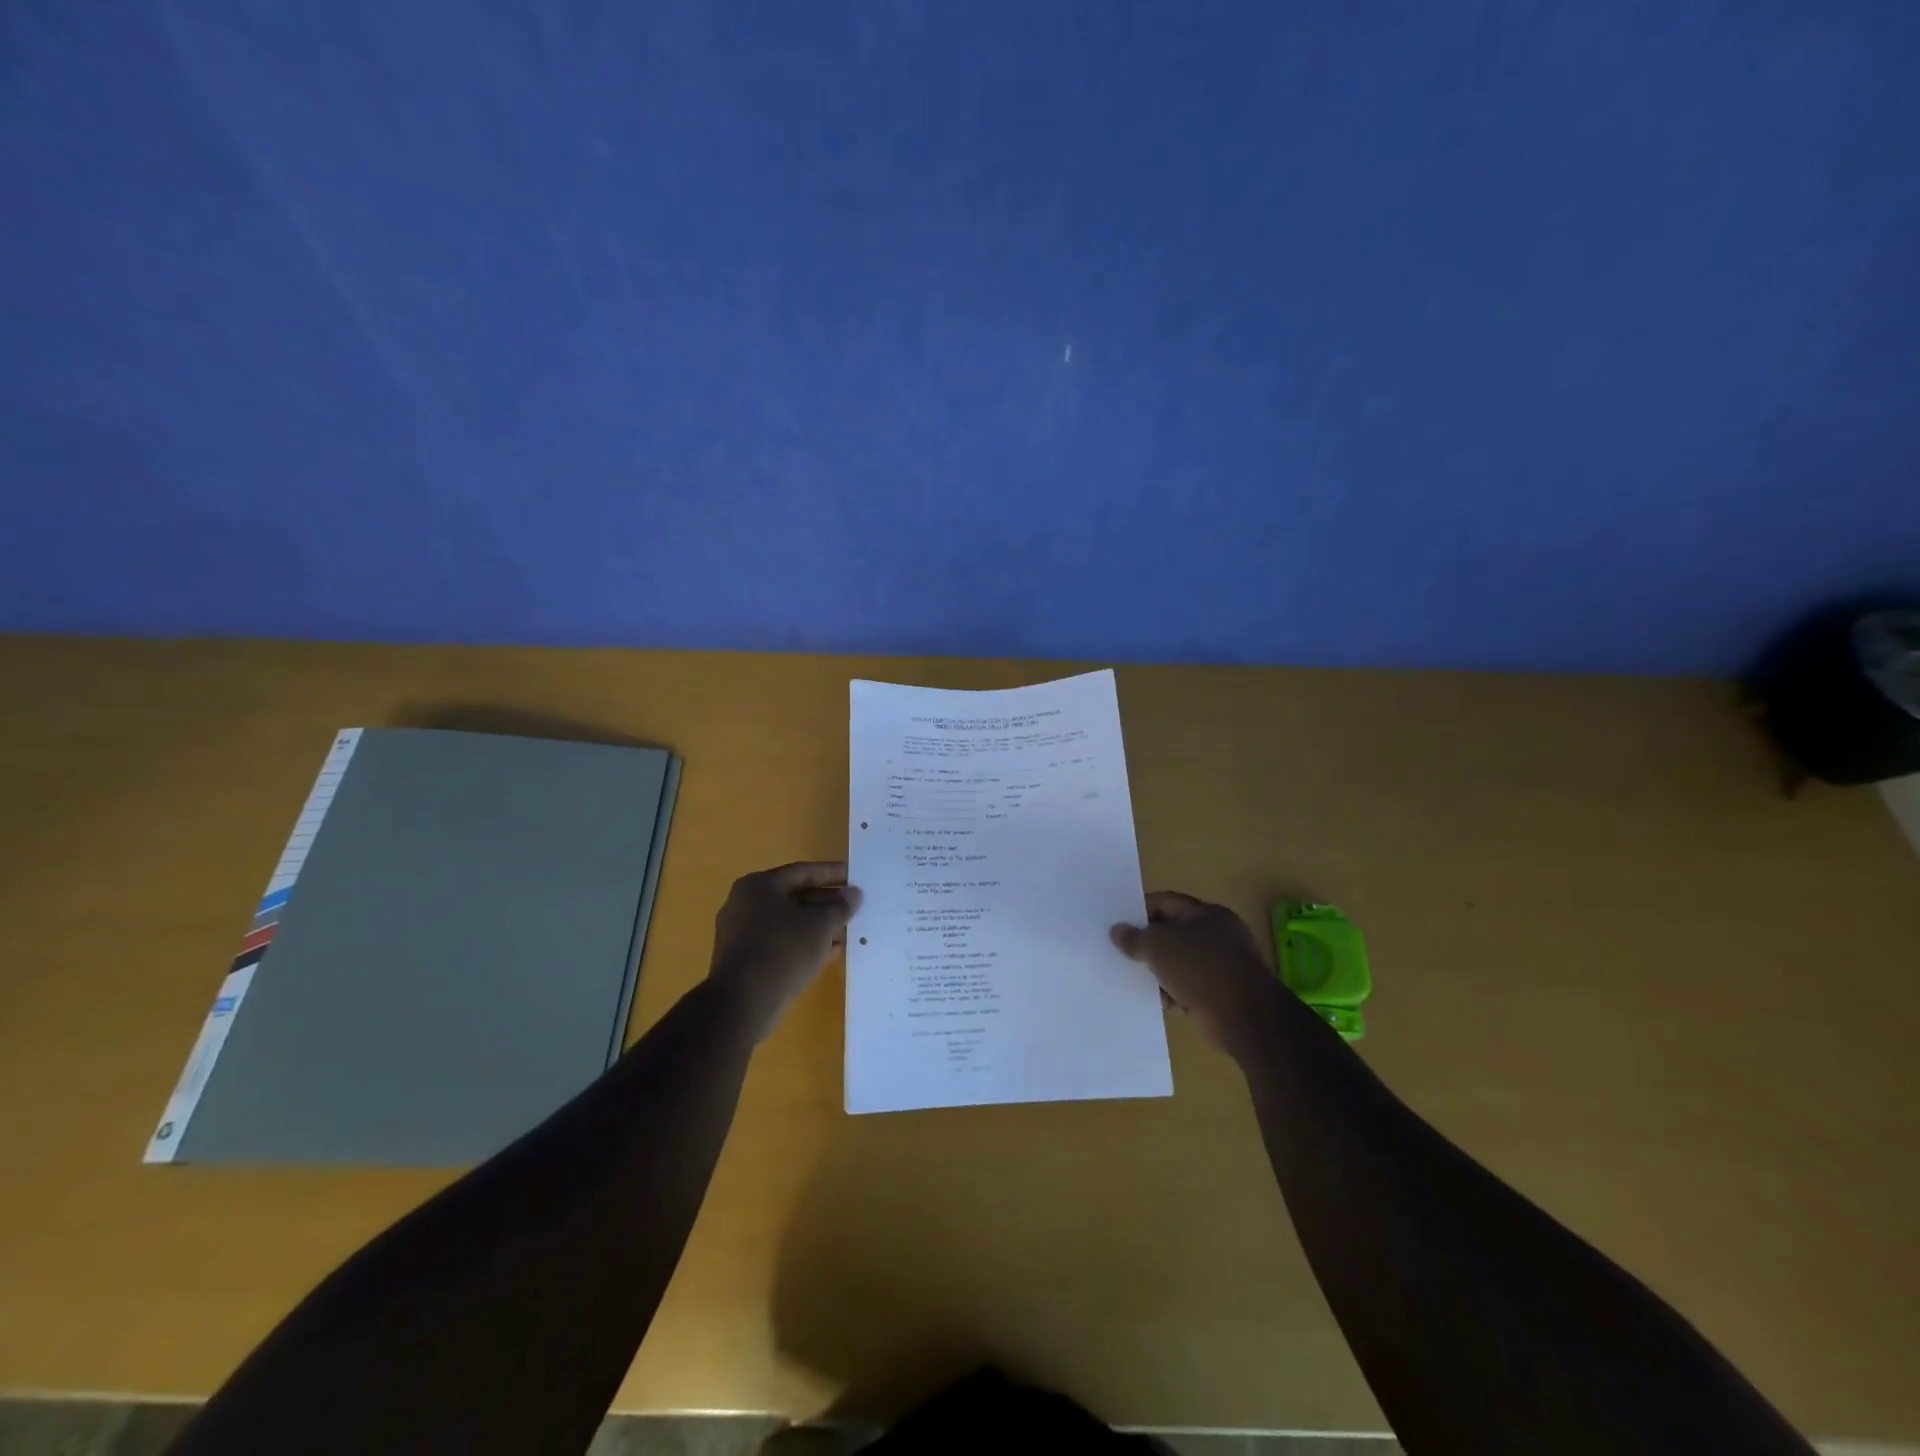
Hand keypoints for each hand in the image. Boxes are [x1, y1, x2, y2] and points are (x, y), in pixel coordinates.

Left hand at [708, 861, 861, 1040]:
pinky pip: (780, 943)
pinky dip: (804, 944)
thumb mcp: (821, 925)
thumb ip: (840, 907)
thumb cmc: (783, 950)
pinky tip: (830, 953)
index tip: (854, 877)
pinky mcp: (744, 959)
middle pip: (794, 897)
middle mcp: (745, 904)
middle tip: (853, 907)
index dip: (831, 874)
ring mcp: (741, 933)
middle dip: (826, 904)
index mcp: (759, 885)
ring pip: (788, 923)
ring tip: (847, 932)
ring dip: (818, 927)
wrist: (743, 1002)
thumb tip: (854, 895)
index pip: (802, 872)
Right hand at [1111, 891, 1283, 1058]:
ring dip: (1159, 970)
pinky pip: (1189, 987)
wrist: (1245, 1018)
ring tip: (1133, 978)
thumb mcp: (1158, 946)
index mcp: (1207, 914)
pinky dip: (1173, 992)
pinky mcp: (1222, 994)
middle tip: (1121, 951)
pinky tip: (1157, 1000)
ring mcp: (1222, 966)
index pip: (1167, 902)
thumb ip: (1135, 937)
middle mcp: (1218, 936)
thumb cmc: (1200, 969)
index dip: (1140, 909)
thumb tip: (1117, 931)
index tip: (1118, 923)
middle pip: (1173, 932)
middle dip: (1148, 943)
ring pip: (1180, 962)